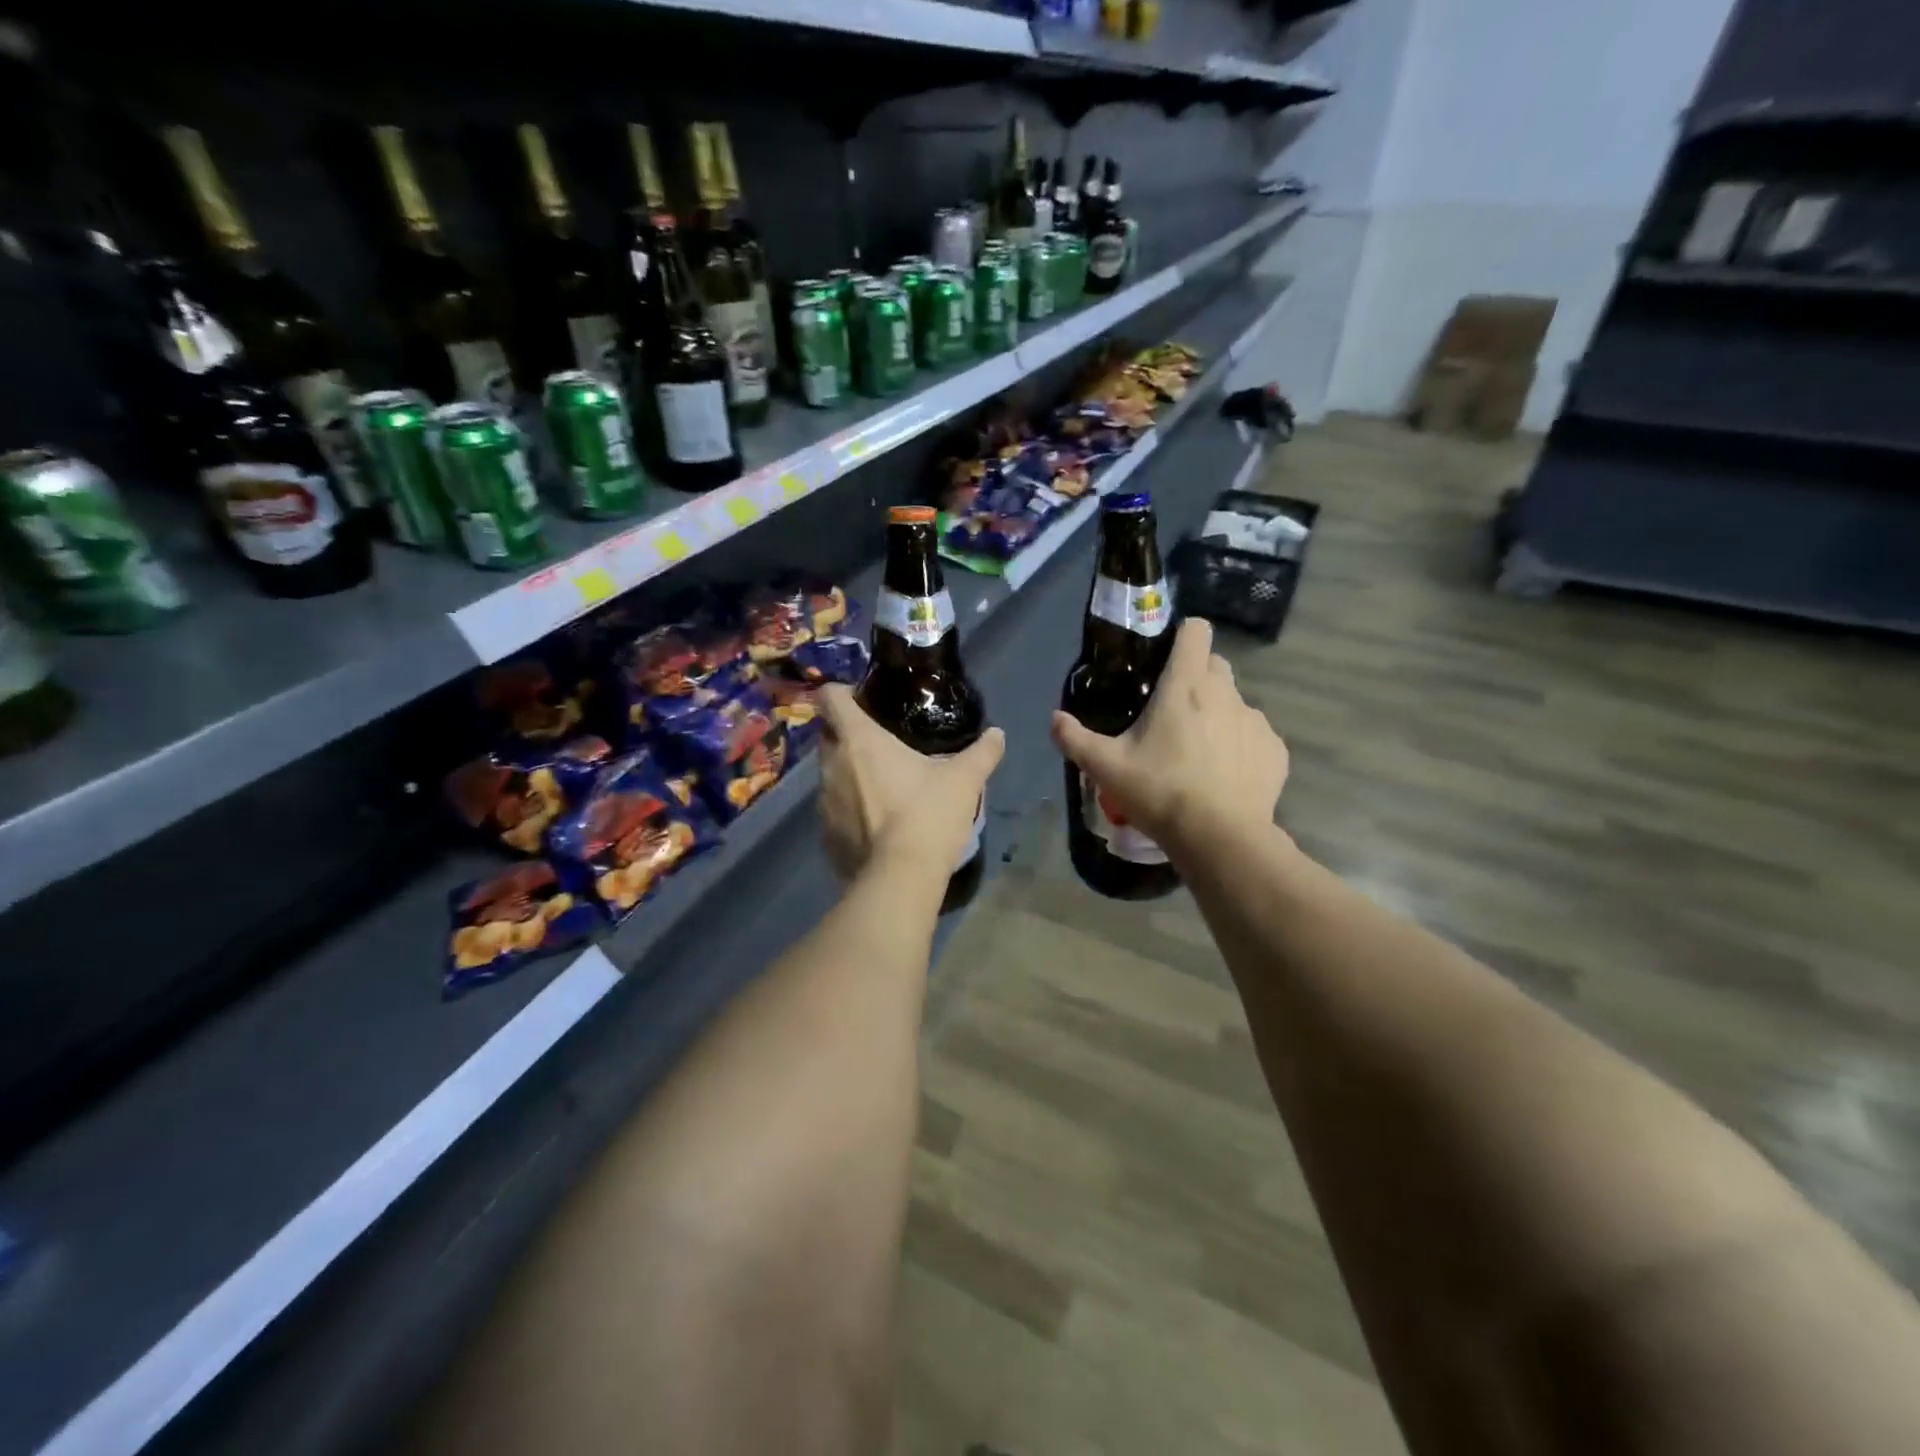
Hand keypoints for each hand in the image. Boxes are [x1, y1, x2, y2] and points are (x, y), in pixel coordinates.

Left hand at [818, 684, 1005, 881]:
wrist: (900, 879)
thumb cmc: (927, 816)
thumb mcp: (964, 780)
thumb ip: (982, 752)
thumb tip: (998, 734)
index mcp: (858, 740)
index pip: (831, 697)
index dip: (842, 692)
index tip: (863, 700)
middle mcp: (832, 766)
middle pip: (828, 735)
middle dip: (848, 734)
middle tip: (882, 743)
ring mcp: (824, 803)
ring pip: (830, 774)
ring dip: (849, 774)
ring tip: (882, 785)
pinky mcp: (826, 836)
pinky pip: (834, 811)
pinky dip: (850, 810)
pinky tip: (877, 823)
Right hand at [1052, 618, 1286, 850]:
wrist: (1220, 838)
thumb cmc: (1160, 791)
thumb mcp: (1106, 767)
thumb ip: (1075, 738)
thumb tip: (1054, 718)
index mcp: (1185, 685)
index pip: (1196, 632)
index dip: (1182, 636)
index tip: (1166, 658)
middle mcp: (1225, 693)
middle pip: (1215, 665)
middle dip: (1197, 677)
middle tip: (1173, 712)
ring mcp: (1255, 721)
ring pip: (1235, 702)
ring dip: (1218, 715)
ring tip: (1198, 752)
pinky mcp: (1275, 750)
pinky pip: (1254, 736)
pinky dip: (1240, 747)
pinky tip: (1225, 776)